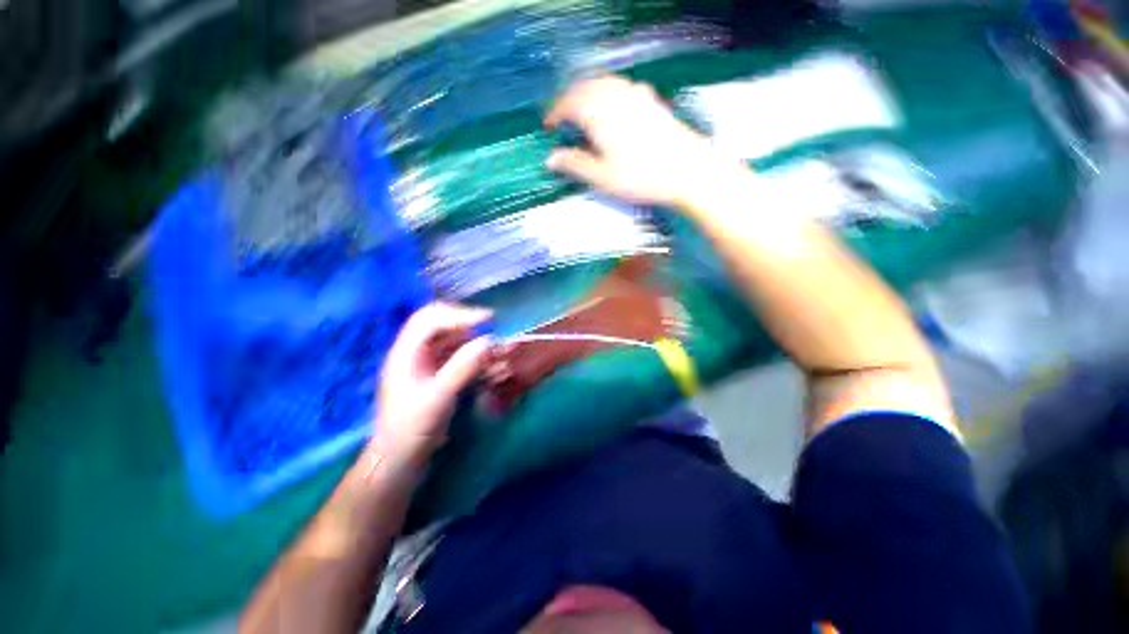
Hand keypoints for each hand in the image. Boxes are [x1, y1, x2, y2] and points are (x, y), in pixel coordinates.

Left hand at [374, 303, 492, 460]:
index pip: (430, 319)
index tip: (489, 319)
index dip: (460, 314)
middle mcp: (413, 352)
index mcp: (405, 353)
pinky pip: (455, 353)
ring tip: (492, 343)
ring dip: (471, 336)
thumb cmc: (413, 429)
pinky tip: (485, 358)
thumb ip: (463, 367)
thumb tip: (489, 341)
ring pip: (448, 338)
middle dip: (465, 321)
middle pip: (438, 322)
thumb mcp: (439, 398)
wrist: (400, 461)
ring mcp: (424, 363)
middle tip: (490, 324)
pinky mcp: (434, 374)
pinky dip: (471, 351)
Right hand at [544, 76, 739, 207]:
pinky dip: (609, 91)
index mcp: (599, 114)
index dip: (555, 113)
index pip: (569, 103)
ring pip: (604, 83)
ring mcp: (636, 95)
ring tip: (583, 110)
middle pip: (585, 87)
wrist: (687, 170)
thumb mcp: (602, 177)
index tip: (548, 126)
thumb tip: (550, 159)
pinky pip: (622, 86)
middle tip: (562, 117)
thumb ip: (575, 165)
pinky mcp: (652, 100)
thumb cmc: (641, 177)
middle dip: (570, 100)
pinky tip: (613, 104)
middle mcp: (615, 97)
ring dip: (588, 92)